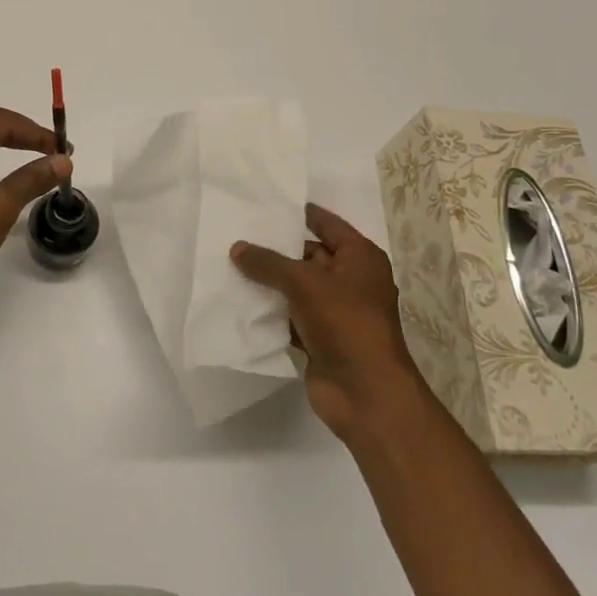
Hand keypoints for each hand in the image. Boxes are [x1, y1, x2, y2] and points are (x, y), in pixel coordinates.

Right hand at [231, 203, 427, 443]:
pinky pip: (292, 317)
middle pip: (310, 256)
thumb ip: (268, 263)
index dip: (301, 213)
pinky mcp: (322, 339)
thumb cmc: (344, 322)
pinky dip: (272, 313)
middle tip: (238, 237)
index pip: (328, 224)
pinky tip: (242, 304)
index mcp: (360, 258)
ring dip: (271, 283)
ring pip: (298, 289)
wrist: (365, 391)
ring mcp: (337, 312)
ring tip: (230, 266)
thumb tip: (237, 248)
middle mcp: (352, 281)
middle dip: (277, 250)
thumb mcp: (304, 283)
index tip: (269, 204)